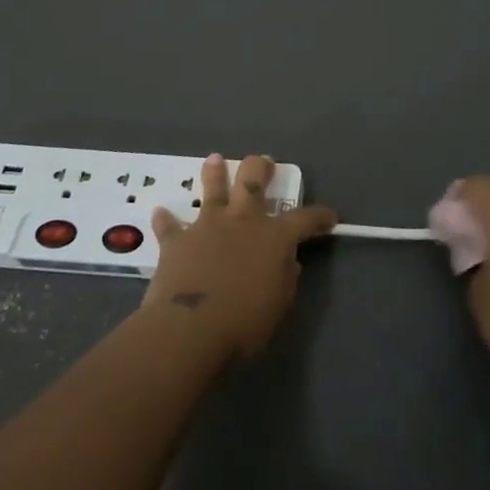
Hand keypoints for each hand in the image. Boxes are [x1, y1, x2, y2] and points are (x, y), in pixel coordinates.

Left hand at [140, 154, 336, 362]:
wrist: (190, 329)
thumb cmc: (243, 323)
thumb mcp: (278, 305)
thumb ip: (285, 279)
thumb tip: (288, 263)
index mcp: (274, 237)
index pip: (305, 219)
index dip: (319, 216)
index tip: (329, 217)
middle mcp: (242, 221)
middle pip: (253, 181)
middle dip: (260, 167)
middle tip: (263, 160)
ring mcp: (208, 226)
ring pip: (212, 190)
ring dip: (214, 173)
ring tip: (214, 159)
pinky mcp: (177, 241)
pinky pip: (169, 225)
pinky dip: (166, 220)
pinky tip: (160, 212)